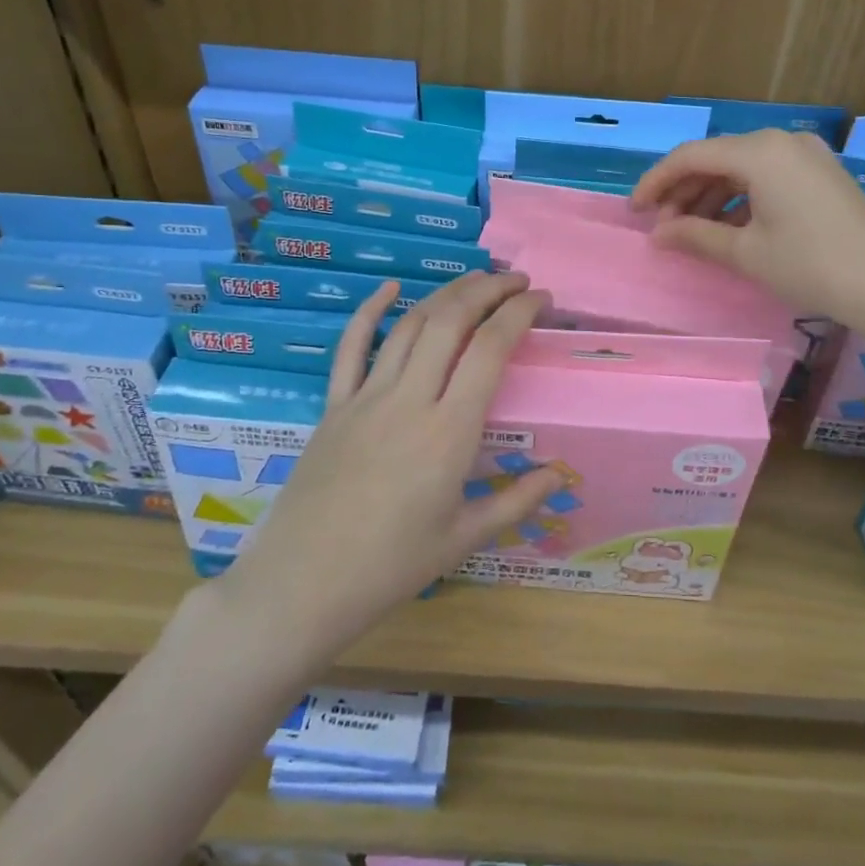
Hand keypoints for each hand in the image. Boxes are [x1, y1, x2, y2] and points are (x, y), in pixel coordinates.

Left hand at [216, 271, 564, 651]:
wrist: (303, 585)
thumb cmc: (391, 567)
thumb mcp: (464, 539)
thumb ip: (516, 501)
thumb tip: (561, 475)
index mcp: (449, 432)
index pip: (490, 349)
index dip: (519, 313)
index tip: (541, 299)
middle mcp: (410, 400)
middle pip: (451, 321)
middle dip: (487, 289)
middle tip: (514, 280)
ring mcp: (366, 398)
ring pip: (410, 325)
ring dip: (445, 293)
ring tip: (474, 280)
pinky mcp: (334, 406)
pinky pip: (352, 347)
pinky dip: (370, 311)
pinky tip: (389, 288)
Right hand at [631, 129, 864, 319]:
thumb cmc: (810, 265)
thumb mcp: (746, 252)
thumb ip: (694, 236)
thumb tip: (657, 234)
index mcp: (759, 151)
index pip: (691, 156)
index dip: (656, 182)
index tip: (634, 211)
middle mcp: (782, 141)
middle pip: (716, 159)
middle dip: (683, 191)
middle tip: (661, 228)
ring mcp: (806, 156)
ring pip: (741, 169)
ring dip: (710, 197)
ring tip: (690, 232)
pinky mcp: (821, 174)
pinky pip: (766, 177)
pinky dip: (740, 199)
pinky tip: (728, 228)